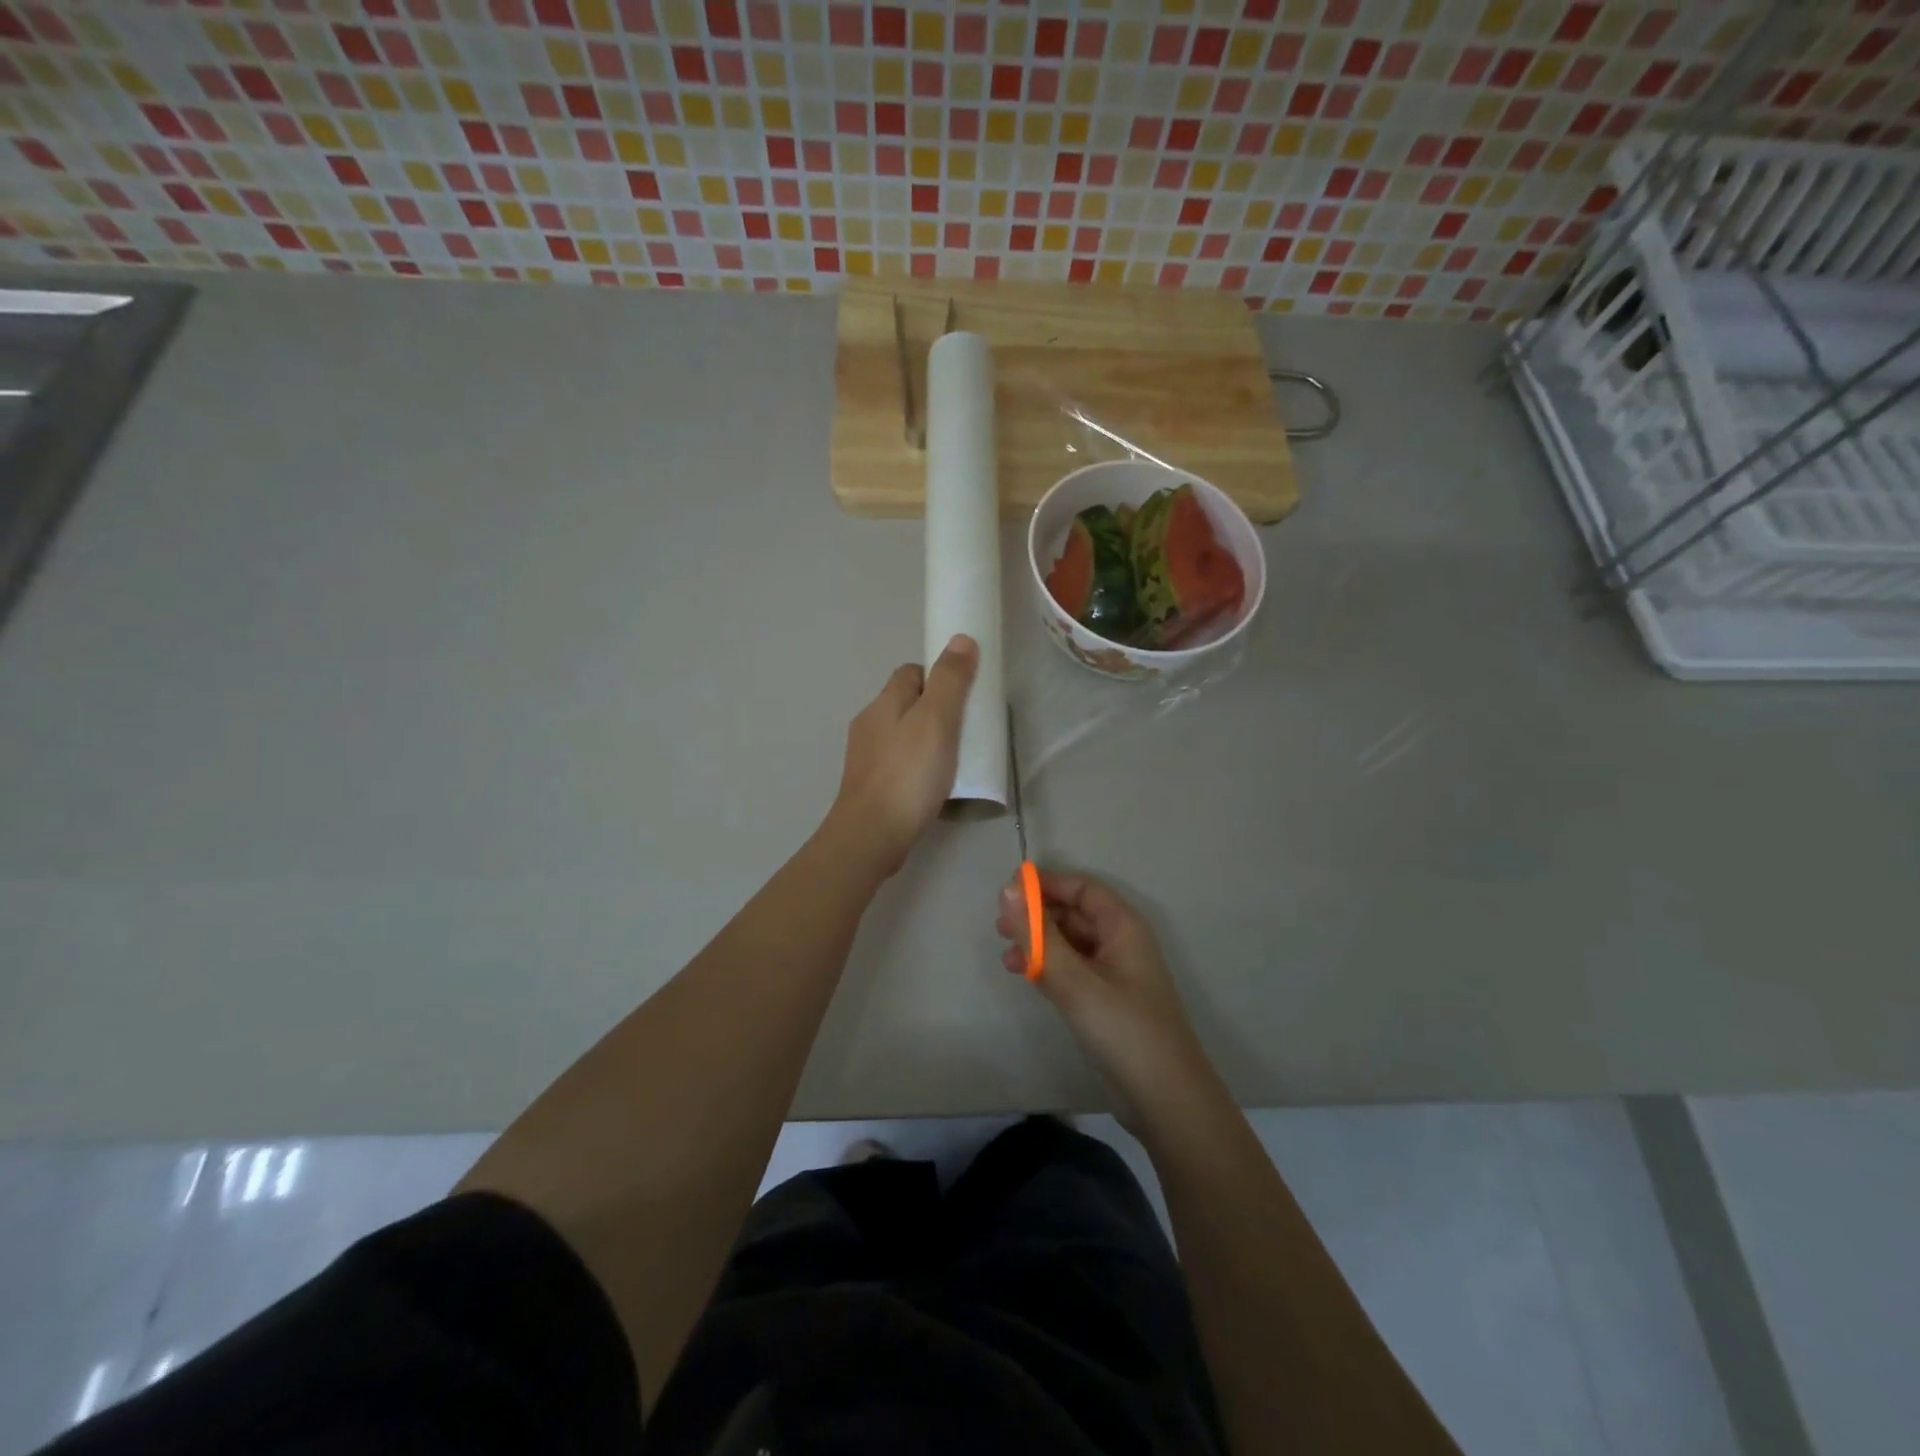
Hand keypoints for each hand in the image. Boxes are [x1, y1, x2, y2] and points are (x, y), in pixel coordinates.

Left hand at [828, 634, 978, 875]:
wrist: (871, 835)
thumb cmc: (908, 775)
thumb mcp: (937, 721)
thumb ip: (950, 681)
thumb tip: (960, 639)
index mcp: (884, 702)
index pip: (911, 672)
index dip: (938, 677)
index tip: (963, 697)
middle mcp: (869, 723)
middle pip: (905, 702)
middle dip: (933, 709)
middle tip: (963, 730)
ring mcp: (865, 756)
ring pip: (900, 734)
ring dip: (924, 739)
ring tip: (951, 759)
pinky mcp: (868, 785)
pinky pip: (897, 762)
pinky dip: (915, 765)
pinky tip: (931, 784)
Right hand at [996, 871, 1216, 1135]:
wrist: (1165, 1101)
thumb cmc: (1123, 1030)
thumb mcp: (1075, 981)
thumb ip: (1039, 936)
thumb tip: (1007, 889)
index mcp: (1123, 927)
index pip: (1082, 888)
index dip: (1046, 884)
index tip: (1007, 893)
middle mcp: (1121, 943)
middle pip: (1075, 913)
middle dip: (1038, 915)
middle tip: (999, 927)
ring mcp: (1115, 974)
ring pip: (1071, 943)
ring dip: (1039, 943)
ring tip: (1006, 956)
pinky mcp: (1107, 1002)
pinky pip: (1073, 970)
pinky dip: (1049, 967)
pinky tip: (1025, 977)